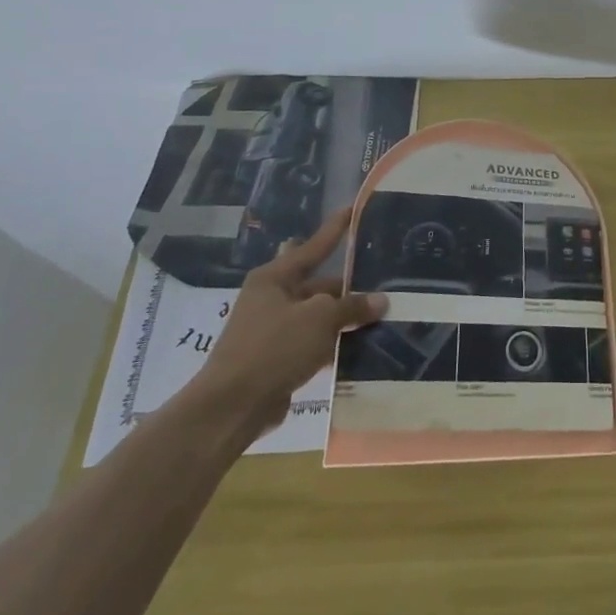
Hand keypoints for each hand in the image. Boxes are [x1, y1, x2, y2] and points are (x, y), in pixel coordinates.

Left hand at [182, 207, 385, 438]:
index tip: (354, 208)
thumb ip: (352, 306)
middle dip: (349, 284)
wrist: (232, 407)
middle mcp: (272, 297)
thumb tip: (380, 300)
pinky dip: (335, 342)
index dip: (336, 228)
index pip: (314, 245)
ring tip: (382, 312)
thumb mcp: (320, 319)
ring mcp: (273, 329)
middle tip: (384, 277)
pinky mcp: (278, 357)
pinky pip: (314, 341)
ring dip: (344, 317)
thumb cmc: (274, 348)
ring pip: (319, 315)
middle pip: (319, 284)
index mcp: (275, 277)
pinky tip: (362, 344)